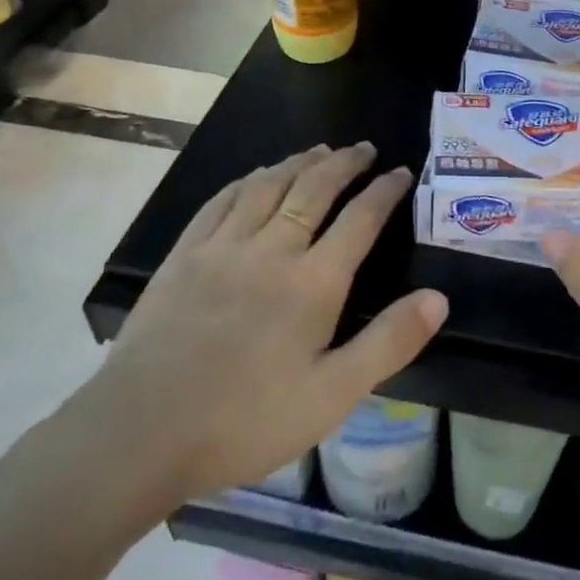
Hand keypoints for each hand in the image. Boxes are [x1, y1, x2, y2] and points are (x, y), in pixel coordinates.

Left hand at [68, 143, 445, 537]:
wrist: (140, 432)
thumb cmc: (245, 420)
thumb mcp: (332, 396)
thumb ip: (388, 343)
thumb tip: (439, 298)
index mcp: (313, 282)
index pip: (359, 219)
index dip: (384, 191)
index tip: (402, 171)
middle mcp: (272, 249)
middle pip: (314, 188)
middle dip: (345, 163)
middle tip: (364, 147)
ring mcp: (223, 247)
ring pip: (268, 185)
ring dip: (299, 162)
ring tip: (320, 150)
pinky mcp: (184, 255)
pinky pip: (221, 201)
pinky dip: (247, 180)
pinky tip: (256, 175)